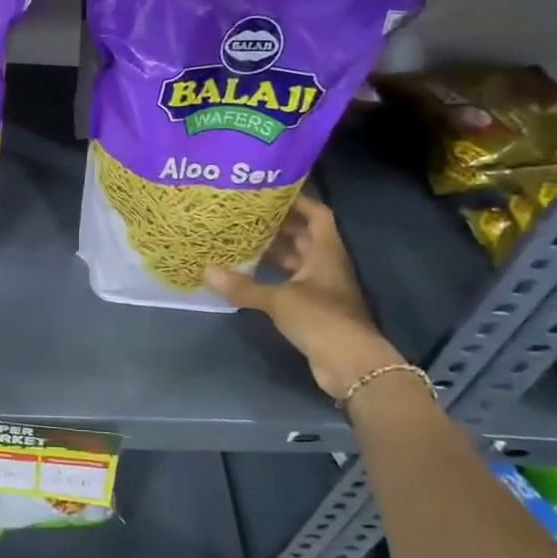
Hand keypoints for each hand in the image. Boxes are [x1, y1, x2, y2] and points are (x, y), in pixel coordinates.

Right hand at [205, 197, 405, 397]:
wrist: (350, 364)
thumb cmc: (320, 318)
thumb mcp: (278, 299)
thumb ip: (243, 286)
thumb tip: (206, 271)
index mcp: (326, 251)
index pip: (317, 214)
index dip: (297, 201)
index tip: (270, 193)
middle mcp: (326, 264)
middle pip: (304, 236)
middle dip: (278, 225)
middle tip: (246, 215)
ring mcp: (322, 288)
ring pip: (297, 261)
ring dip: (274, 252)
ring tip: (242, 241)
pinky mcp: (315, 309)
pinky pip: (291, 283)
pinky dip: (273, 278)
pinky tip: (249, 276)